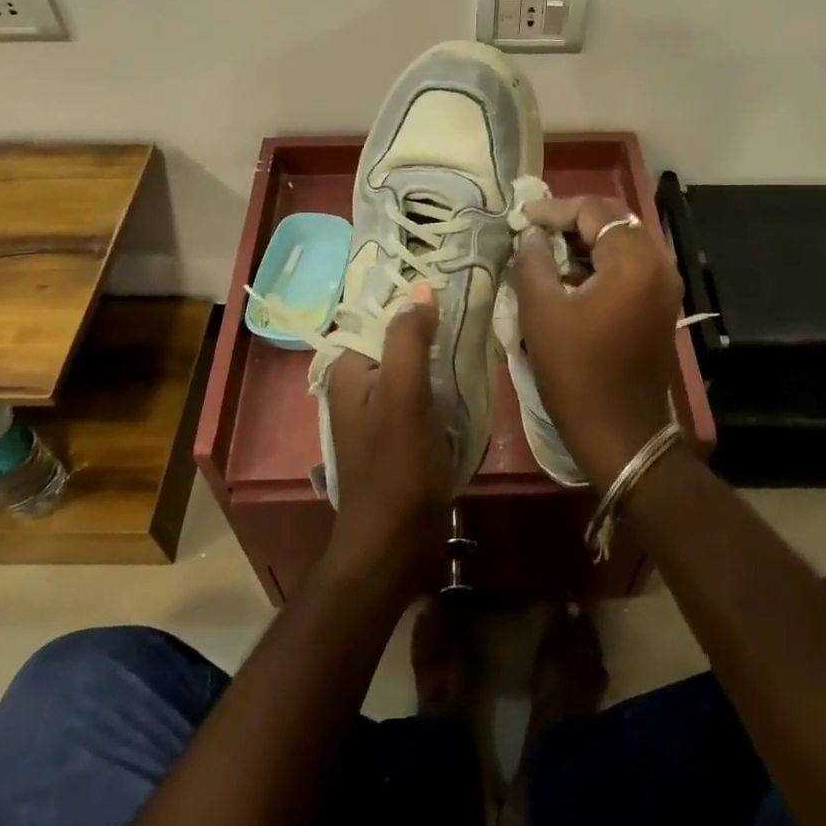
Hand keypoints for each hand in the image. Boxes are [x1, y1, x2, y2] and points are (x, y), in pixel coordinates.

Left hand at [322, 284, 453, 579]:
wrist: (395, 543)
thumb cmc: (397, 467)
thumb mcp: (403, 395)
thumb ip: (408, 340)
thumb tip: (420, 288)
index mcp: (348, 369)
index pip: (378, 314)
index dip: (412, 298)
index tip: (452, 282)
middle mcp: (357, 384)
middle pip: (396, 338)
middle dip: (430, 324)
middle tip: (473, 306)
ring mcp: (377, 410)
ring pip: (412, 365)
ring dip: (439, 353)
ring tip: (477, 333)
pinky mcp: (398, 432)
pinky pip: (420, 391)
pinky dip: (441, 381)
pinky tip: (468, 375)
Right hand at [510, 196, 684, 485]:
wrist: (622, 435)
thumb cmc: (578, 373)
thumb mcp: (542, 313)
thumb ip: (533, 262)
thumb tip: (533, 235)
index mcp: (633, 262)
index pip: (595, 211)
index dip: (555, 209)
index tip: (522, 218)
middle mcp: (659, 265)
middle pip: (615, 220)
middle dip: (574, 219)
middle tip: (536, 228)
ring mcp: (665, 287)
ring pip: (625, 242)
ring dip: (588, 240)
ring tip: (548, 248)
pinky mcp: (661, 306)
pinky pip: (632, 266)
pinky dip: (602, 261)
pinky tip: (571, 275)